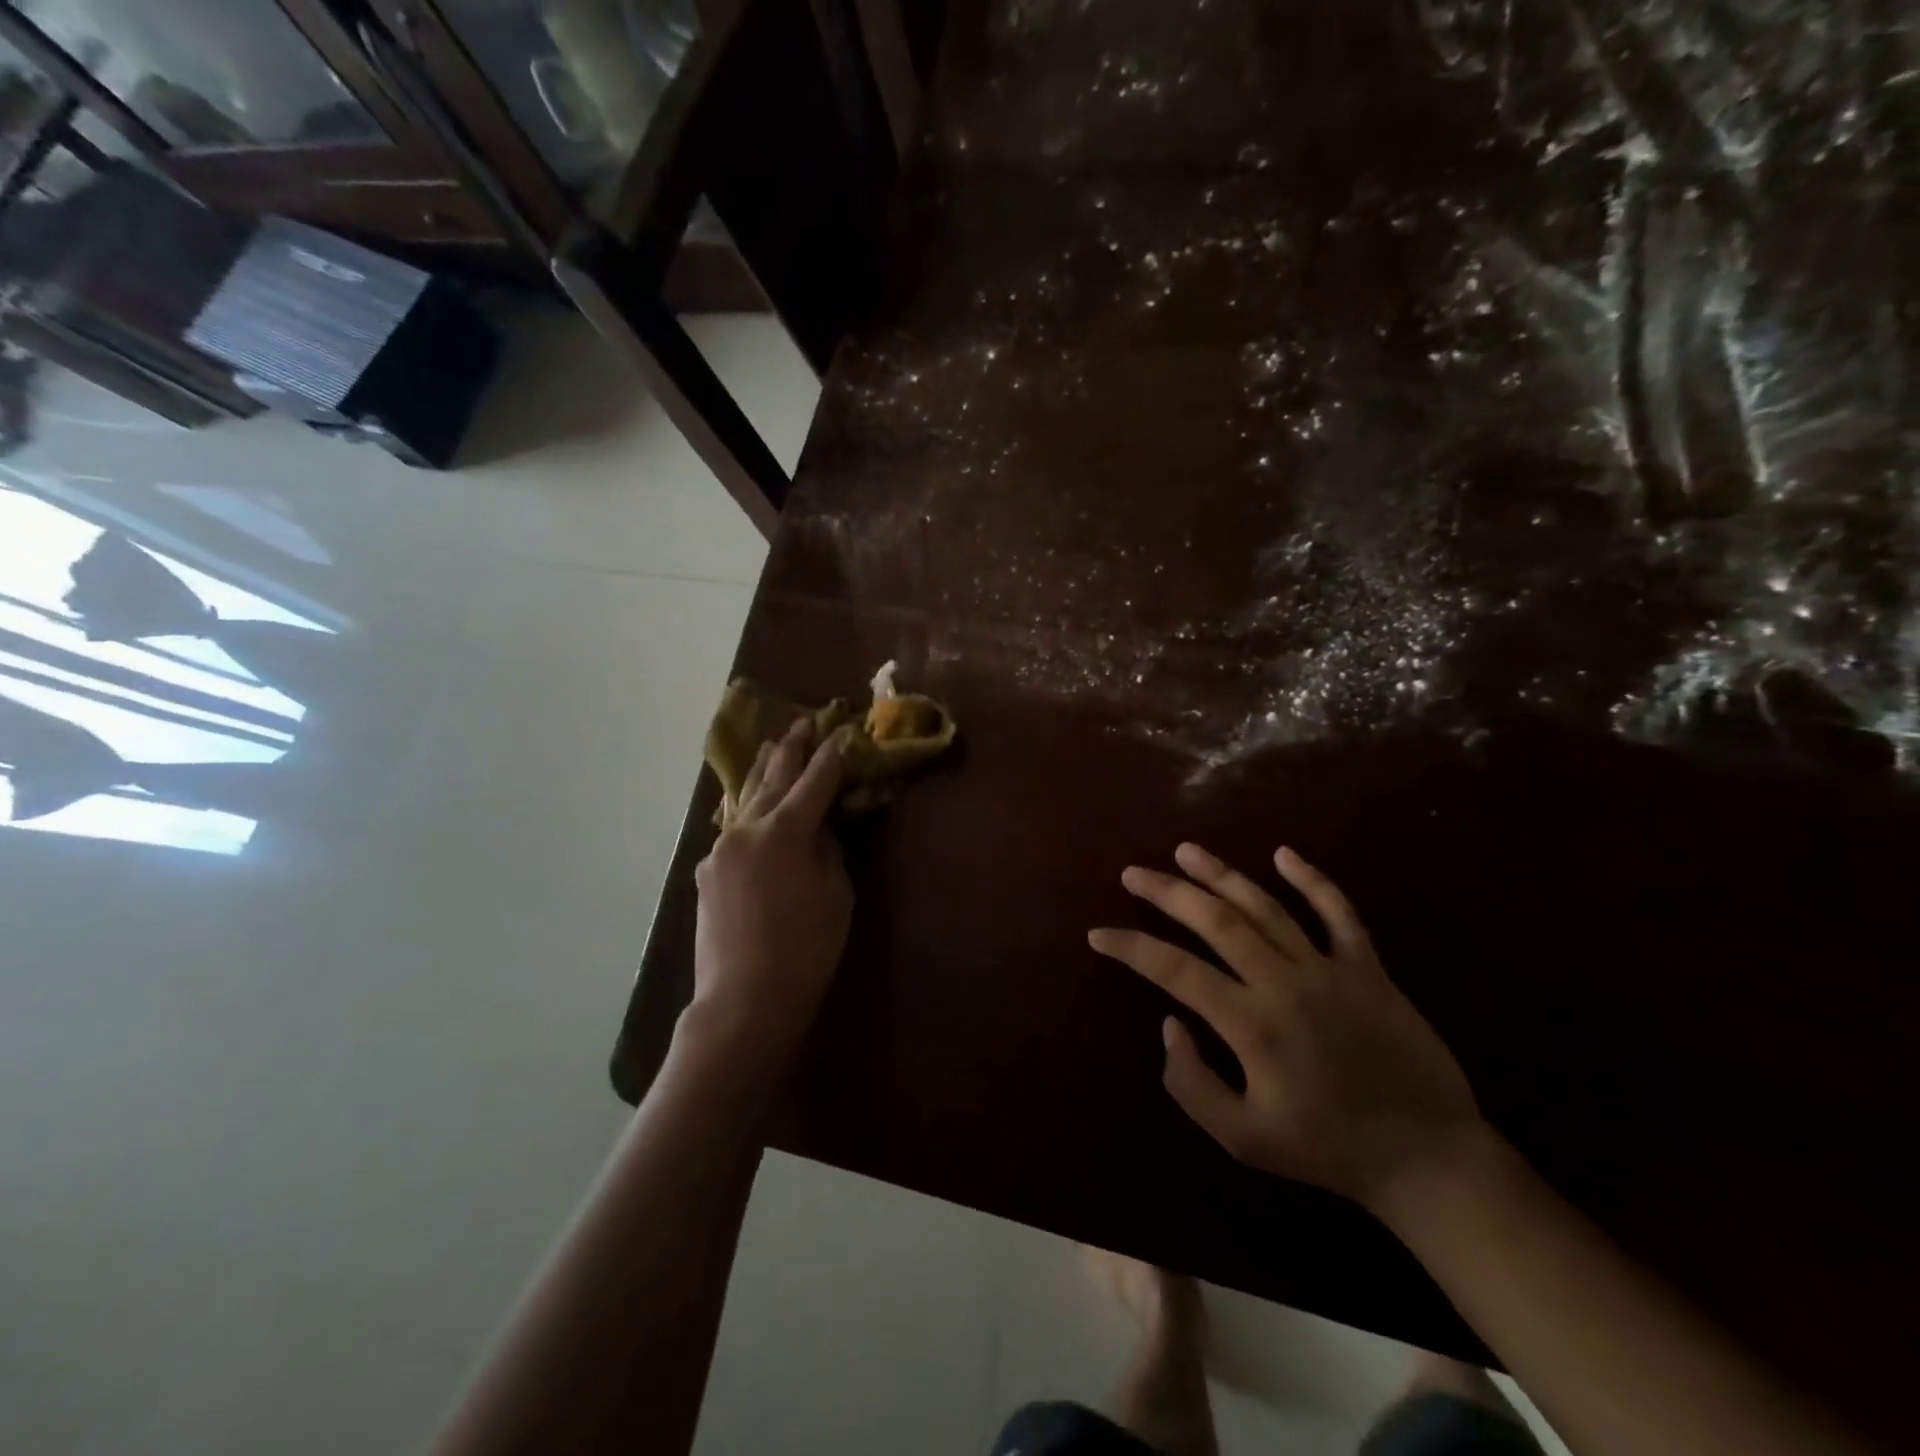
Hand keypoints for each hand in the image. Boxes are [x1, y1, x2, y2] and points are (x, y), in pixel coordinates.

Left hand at [688, 719, 853, 1073]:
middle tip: (803, 723)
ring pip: (747, 800)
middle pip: (774, 779)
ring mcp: (721, 849)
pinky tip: (752, 802)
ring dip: (764, 772)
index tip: (843, 733)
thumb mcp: (835, 894)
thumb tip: (819, 827)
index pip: (815, 782)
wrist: (744, 1000)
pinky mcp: (708, 872)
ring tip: (773, 746)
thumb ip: (828, 850)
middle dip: (792, 750)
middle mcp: (747, 830)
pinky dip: (749, 809)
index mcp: (784, 831)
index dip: (832, 757)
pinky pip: (734, 828)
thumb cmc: (805, 949)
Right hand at [1089, 843, 1486, 1214]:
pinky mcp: (1368, 968)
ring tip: (1186, 851)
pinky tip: (1283, 854)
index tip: (1099, 934)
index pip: (1174, 970)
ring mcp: (1330, 969)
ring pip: (1266, 906)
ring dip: (1221, 874)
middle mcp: (1284, 982)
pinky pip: (1339, 912)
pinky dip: (1312, 880)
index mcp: (1251, 1023)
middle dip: (1167, 892)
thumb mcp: (1242, 1139)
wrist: (1427, 1159)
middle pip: (1215, 921)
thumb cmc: (1326, 1149)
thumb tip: (1169, 1024)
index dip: (1131, 947)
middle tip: (1133, 873)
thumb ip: (1192, 1083)